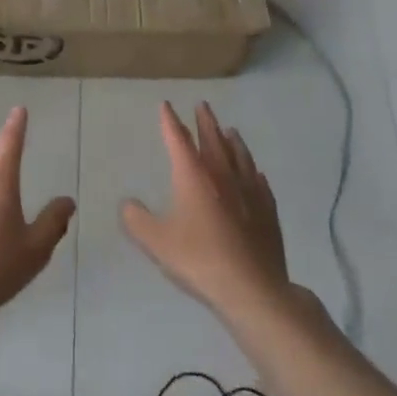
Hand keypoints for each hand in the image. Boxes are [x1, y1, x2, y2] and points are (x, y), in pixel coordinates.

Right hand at [121, 102, 306, 327]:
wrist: (253, 290)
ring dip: (233, 141)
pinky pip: (260, 182)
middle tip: (202, 105)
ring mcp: (249, 192)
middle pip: (214, 140)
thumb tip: (127, 204)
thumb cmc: (200, 260)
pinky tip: (256, 173)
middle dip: (206, 121)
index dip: (170, 121)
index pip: (179, 140)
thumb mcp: (156, 242)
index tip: (166, 105)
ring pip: (240, 156)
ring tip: (230, 130)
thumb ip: (136, 220)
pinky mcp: (268, 212)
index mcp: (193, 176)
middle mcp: (222, 175)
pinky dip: (254, 171)